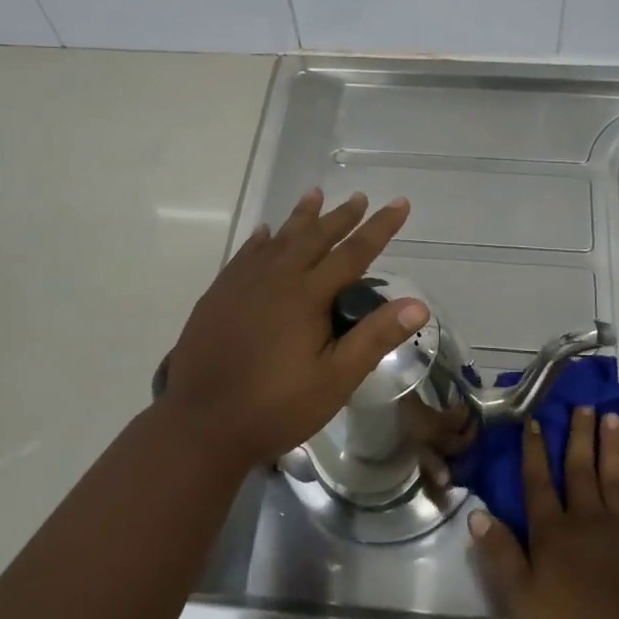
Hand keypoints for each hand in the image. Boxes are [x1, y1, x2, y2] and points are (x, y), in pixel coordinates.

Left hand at [159, 188, 428, 470]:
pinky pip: (244, 255)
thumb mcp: (335, 380)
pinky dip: (259, 240)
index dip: (379, 227)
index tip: (399, 203)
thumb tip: (418, 304)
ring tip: (314, 194)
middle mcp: (276, 279)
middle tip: (358, 197)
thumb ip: (374, 338)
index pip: (354, 253)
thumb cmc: (275, 407)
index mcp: (307, 296)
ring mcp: (242, 284)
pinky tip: (263, 233)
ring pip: (278, 239)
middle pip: (315, 237)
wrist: (200, 424)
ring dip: (300, 217)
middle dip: (340, 216)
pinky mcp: (218, 296)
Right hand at [469, 407, 618, 618]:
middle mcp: (585, 518)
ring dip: (610, 446)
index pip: (538, 483)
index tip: (534, 421)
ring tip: (611, 417)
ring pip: (612, 477)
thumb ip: (501, 555)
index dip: (534, 452)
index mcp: (552, 531)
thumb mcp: (524, 599)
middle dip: (578, 435)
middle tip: (582, 404)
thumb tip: (477, 514)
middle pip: (579, 469)